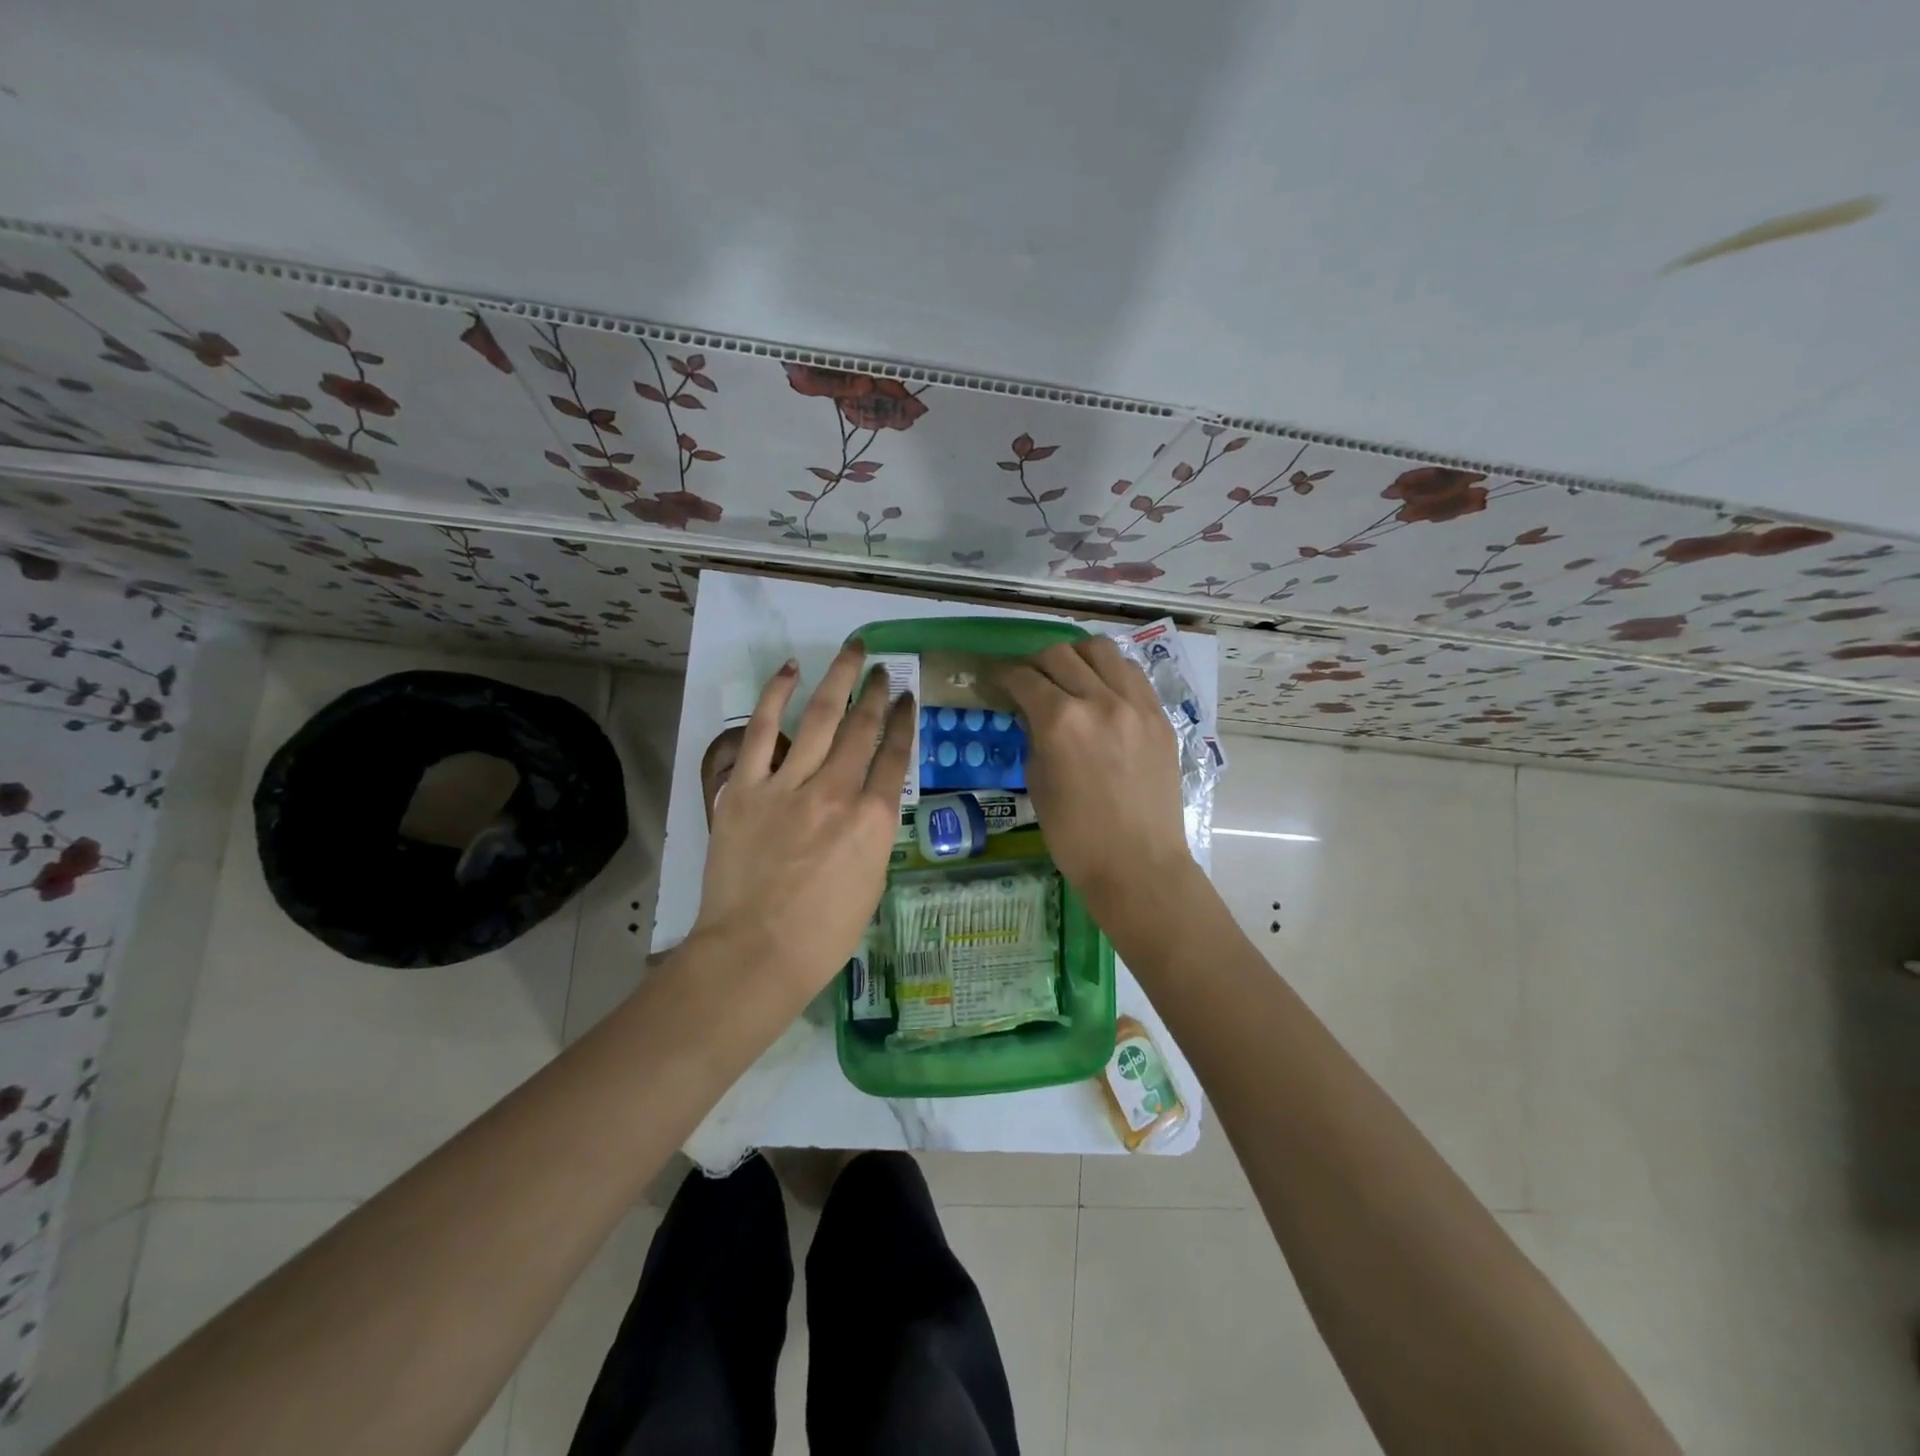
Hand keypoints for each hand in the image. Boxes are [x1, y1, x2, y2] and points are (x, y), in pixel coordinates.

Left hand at [691, 641, 915, 992]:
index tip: (908, 699)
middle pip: (863, 729)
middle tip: (883, 670)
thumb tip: (867, 802)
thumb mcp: (870, 882)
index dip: (904, 722)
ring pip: (820, 717)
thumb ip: (872, 833)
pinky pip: (761, 730)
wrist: (755, 954)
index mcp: (873, 821)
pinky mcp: (746, 788)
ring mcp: (789, 786)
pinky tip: (790, 670)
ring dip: (840, 679)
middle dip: (877, 693)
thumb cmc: (822, 935)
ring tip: (854, 651)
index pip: (896, 758)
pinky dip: (776, 695)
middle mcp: (837, 793)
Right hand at [999, 636, 1194, 922]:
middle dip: (1036, 662)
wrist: (1138, 864)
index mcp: (1061, 722)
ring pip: (1102, 651)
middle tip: (1029, 679)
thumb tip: (1032, 715)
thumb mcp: (1038, 783)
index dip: (1004, 675)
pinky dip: (1110, 672)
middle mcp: (1099, 700)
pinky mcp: (1160, 716)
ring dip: (1077, 657)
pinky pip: (1132, 674)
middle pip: (1060, 654)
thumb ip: (1034, 738)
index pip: (1025, 678)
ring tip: (1069, 675)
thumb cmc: (1076, 836)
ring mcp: (1136, 705)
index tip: (997, 679)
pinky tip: (1102, 690)